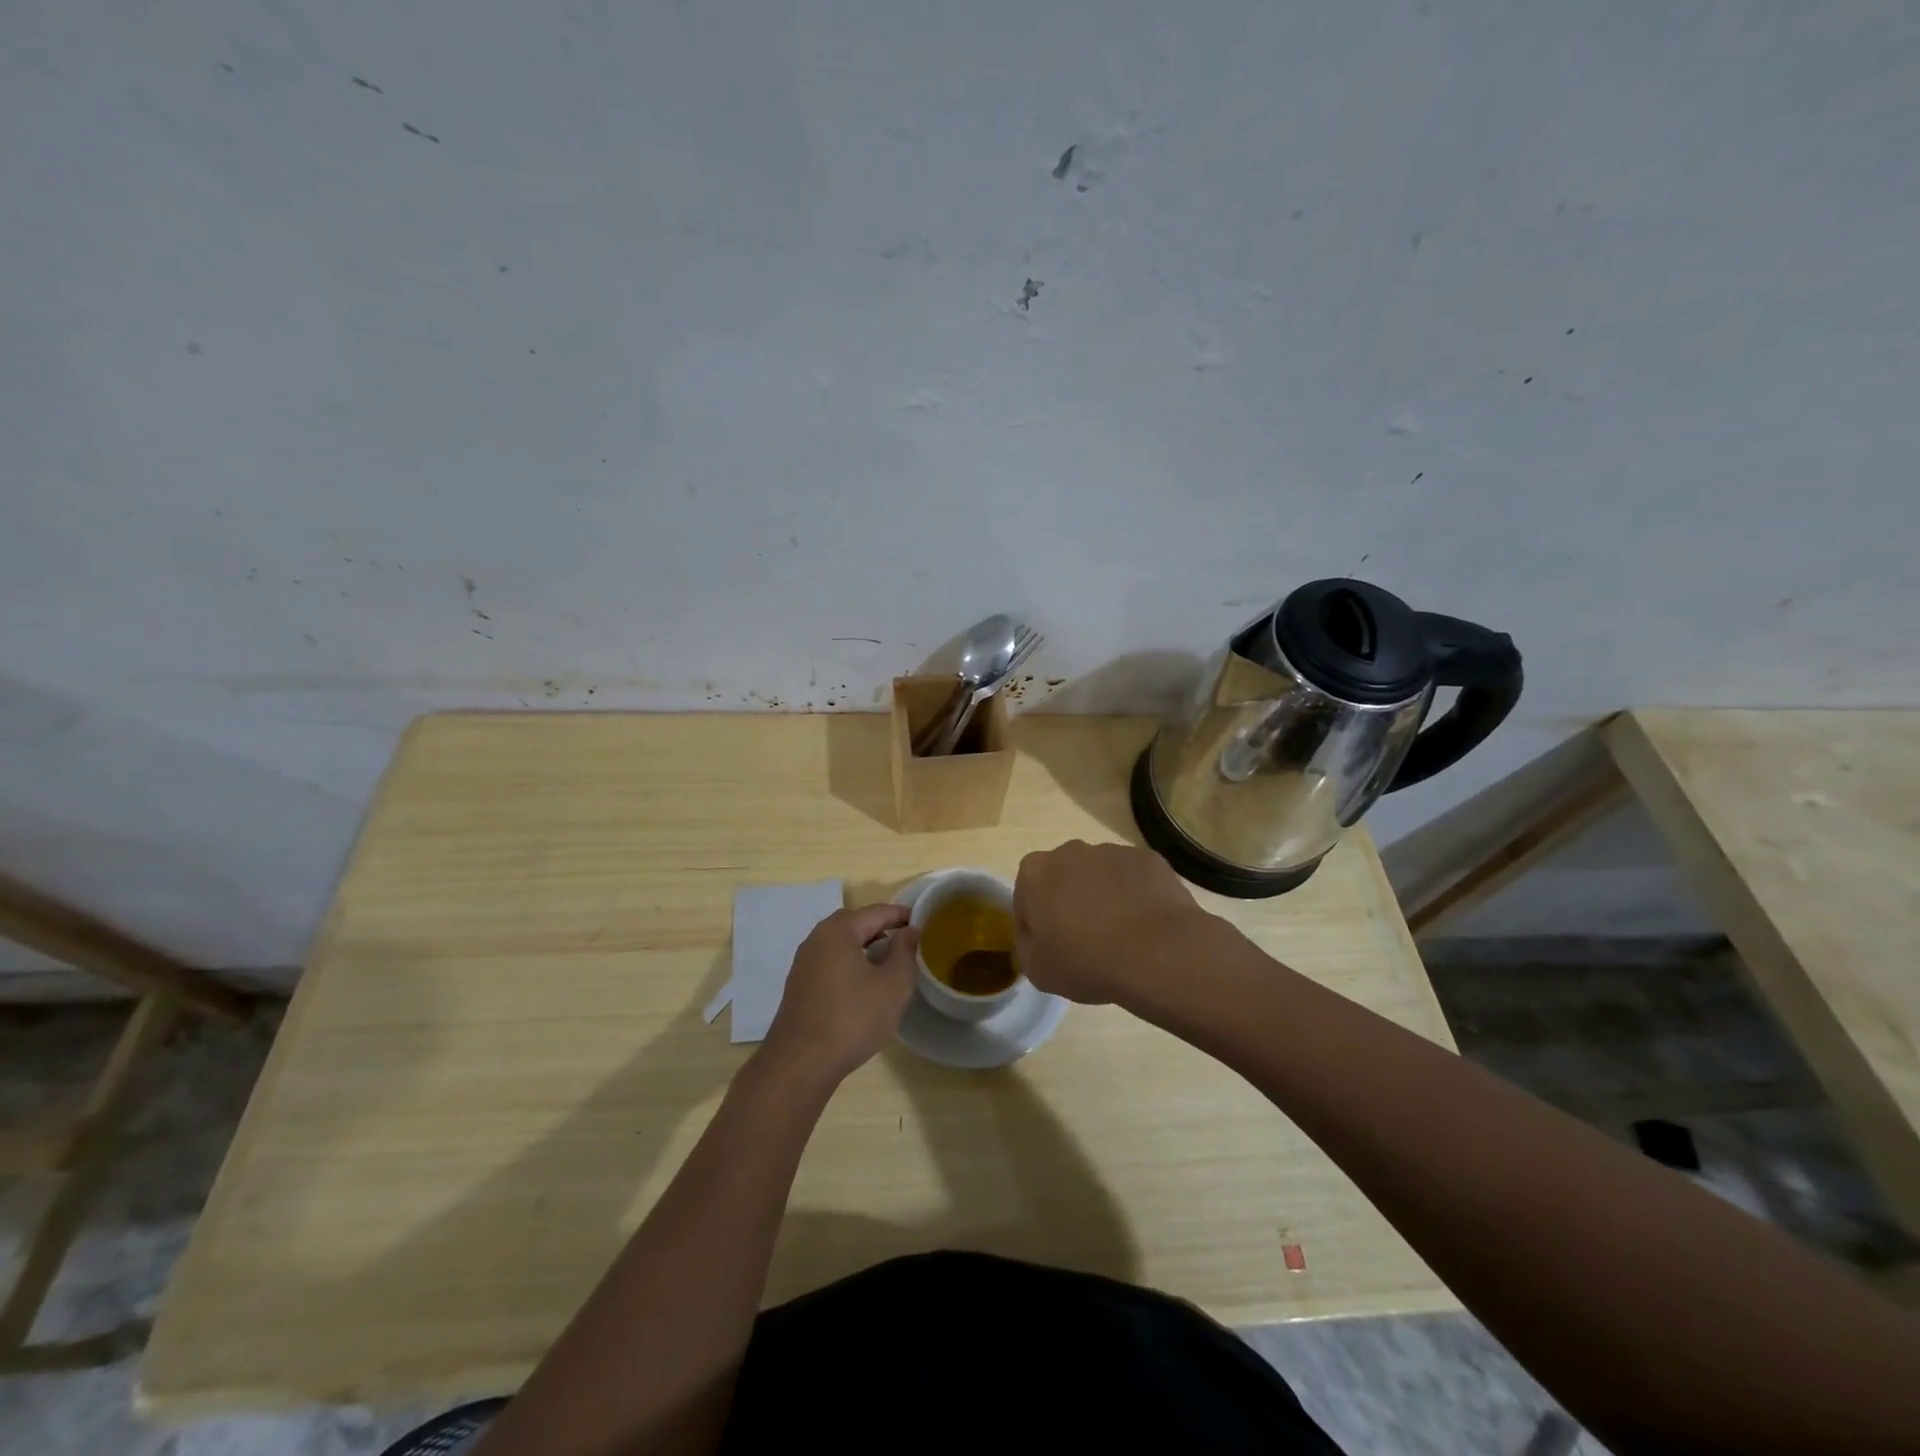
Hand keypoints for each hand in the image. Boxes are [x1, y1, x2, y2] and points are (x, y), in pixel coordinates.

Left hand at [761, 904, 919, 1083]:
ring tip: (887, 961)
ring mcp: (803, 963)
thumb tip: (909, 930)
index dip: (901, 915)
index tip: (922, 921)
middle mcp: (816, 939)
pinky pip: (829, 962)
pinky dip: (849, 962)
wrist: (801, 1063)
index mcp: (839, 931)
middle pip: (854, 923)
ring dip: (863, 946)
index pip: (876, 912)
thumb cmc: (853, 1018)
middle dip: (880, 927)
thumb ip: (904, 952)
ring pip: (840, 944)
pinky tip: (862, 984)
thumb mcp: (892, 985)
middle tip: (905, 939)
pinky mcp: (798, 986)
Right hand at [1014, 840, 1212, 1005]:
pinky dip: (1135, 896)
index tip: (1051, 947)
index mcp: (1035, 872)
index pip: (1026, 896)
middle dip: (1069, 902)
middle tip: (1084, 940)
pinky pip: (1134, 878)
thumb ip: (1026, 945)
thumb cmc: (1086, 961)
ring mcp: (1112, 851)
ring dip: (1104, 897)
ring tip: (1121, 935)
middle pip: (1063, 878)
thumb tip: (1035, 936)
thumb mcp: (1037, 970)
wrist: (1157, 953)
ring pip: (1100, 875)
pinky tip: (1145, 926)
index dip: (1036, 923)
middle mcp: (1070, 851)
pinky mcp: (1147, 859)